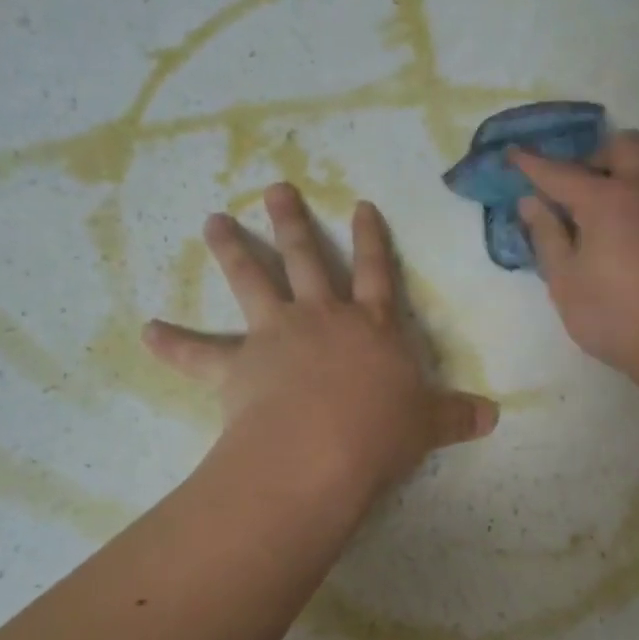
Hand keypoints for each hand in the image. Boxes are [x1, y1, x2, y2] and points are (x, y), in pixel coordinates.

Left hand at [143, 184, 498, 501]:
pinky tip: (145, 331)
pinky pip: (198, 354)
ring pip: (251, 282)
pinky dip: (171, 344)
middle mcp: (321, 318)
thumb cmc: (381, 432)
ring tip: (211, 221)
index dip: (371, 239)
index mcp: (370, 327)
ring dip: (231, 250)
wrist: (324, 450)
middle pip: (305, 259)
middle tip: (272, 189)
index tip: (360, 205)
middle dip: (292, 222)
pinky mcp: (237, 366)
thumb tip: (493, 417)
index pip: (376, 272)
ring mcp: (276, 336)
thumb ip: (456, 416)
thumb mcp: (427, 424)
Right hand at [510, 132, 638, 398]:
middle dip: (595, 156)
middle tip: (580, 189)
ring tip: (620, 212)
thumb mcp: (566, 284)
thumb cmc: (617, 319)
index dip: (532, 164)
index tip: (513, 153)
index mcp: (606, 200)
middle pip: (623, 145)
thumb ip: (547, 236)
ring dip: (632, 175)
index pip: (559, 173)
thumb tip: (531, 202)